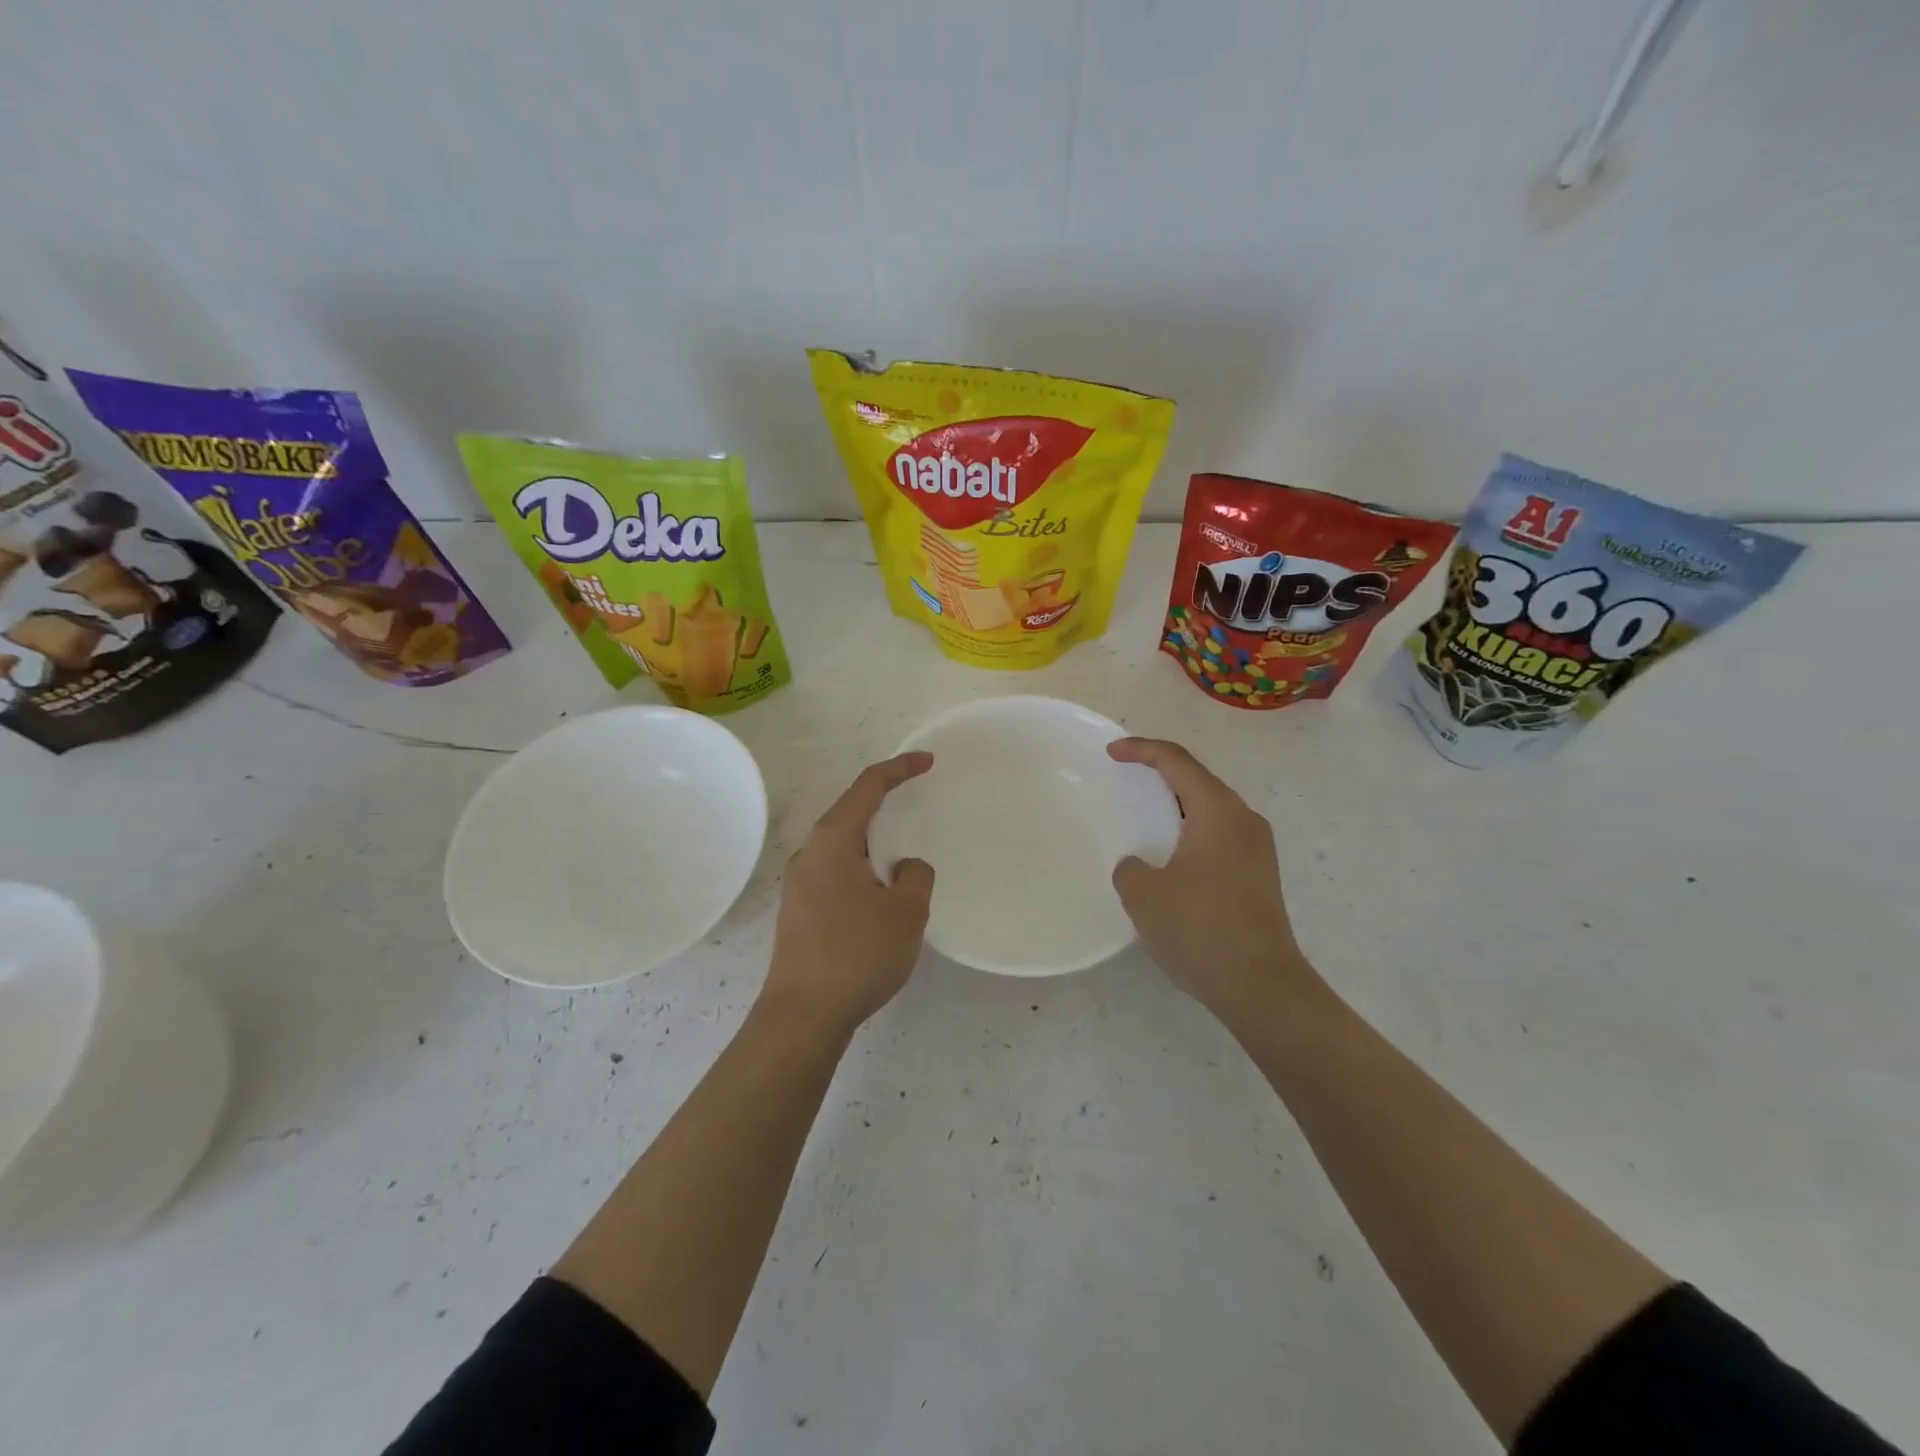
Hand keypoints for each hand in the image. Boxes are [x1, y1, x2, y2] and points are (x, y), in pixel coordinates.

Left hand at [762, 753, 935, 1035]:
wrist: (803, 1015)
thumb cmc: (857, 954)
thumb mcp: (906, 912)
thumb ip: (916, 876)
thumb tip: (906, 867)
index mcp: (833, 841)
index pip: (868, 788)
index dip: (900, 769)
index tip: (928, 762)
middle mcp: (809, 853)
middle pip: (851, 813)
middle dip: (886, 805)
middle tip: (919, 805)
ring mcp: (799, 884)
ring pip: (844, 847)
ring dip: (875, 844)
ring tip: (905, 856)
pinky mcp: (799, 911)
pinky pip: (837, 872)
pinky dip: (863, 868)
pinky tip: (881, 894)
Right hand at [1108, 738, 1315, 1018]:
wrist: (1262, 987)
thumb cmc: (1200, 929)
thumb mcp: (1144, 895)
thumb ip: (1130, 868)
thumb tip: (1139, 865)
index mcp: (1218, 812)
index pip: (1177, 761)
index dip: (1141, 749)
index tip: (1111, 752)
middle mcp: (1244, 820)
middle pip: (1198, 780)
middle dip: (1161, 772)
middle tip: (1126, 775)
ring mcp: (1258, 849)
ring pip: (1211, 809)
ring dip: (1177, 805)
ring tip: (1143, 814)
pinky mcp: (1260, 875)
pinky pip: (1219, 835)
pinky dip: (1191, 831)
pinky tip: (1170, 856)